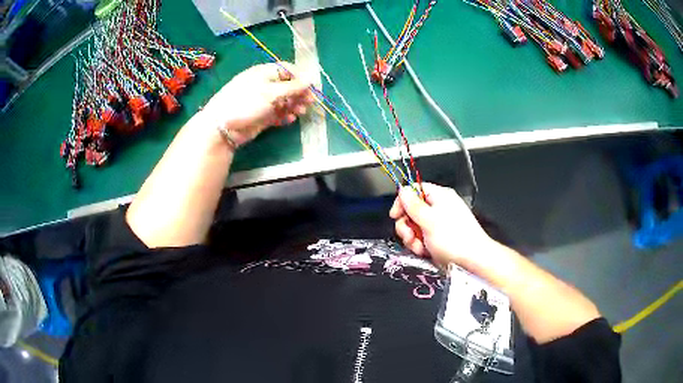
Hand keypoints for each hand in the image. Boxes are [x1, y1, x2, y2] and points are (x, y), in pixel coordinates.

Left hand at [202, 63, 314, 146]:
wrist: (223, 127)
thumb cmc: (246, 103)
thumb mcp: (271, 92)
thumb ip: (292, 87)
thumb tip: (310, 79)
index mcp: (265, 73)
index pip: (288, 70)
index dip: (301, 77)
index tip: (313, 87)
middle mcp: (265, 85)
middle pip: (288, 86)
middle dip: (300, 93)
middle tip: (310, 102)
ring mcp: (263, 101)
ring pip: (284, 100)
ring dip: (295, 105)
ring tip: (301, 112)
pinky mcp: (262, 115)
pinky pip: (278, 113)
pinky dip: (285, 115)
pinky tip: (290, 119)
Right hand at [389, 183, 496, 269]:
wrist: (472, 260)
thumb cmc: (455, 239)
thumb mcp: (429, 220)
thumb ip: (413, 205)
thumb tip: (402, 190)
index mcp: (439, 197)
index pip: (414, 190)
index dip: (402, 201)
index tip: (395, 215)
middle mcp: (438, 208)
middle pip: (411, 210)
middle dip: (406, 225)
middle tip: (409, 235)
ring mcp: (438, 224)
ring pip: (414, 227)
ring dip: (412, 238)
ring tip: (419, 246)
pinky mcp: (437, 238)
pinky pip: (421, 238)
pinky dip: (419, 245)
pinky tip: (424, 251)